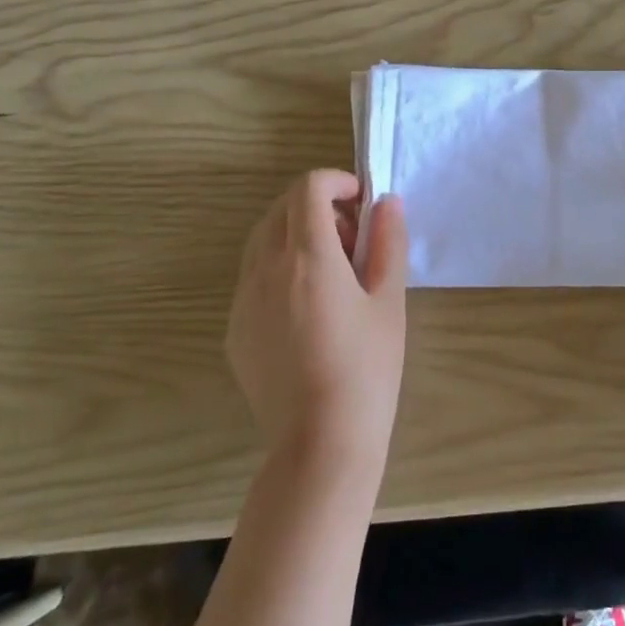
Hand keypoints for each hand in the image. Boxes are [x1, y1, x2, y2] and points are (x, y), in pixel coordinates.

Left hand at [228, 170, 407, 475]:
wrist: (321, 444)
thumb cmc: (367, 368)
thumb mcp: (389, 300)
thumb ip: (388, 242)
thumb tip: (386, 202)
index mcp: (308, 257)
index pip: (308, 188)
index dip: (337, 181)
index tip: (362, 203)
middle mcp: (266, 269)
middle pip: (282, 208)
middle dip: (318, 206)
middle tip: (353, 240)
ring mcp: (244, 300)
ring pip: (263, 240)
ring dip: (296, 234)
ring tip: (331, 272)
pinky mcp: (235, 329)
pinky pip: (253, 276)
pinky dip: (280, 267)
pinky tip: (308, 308)